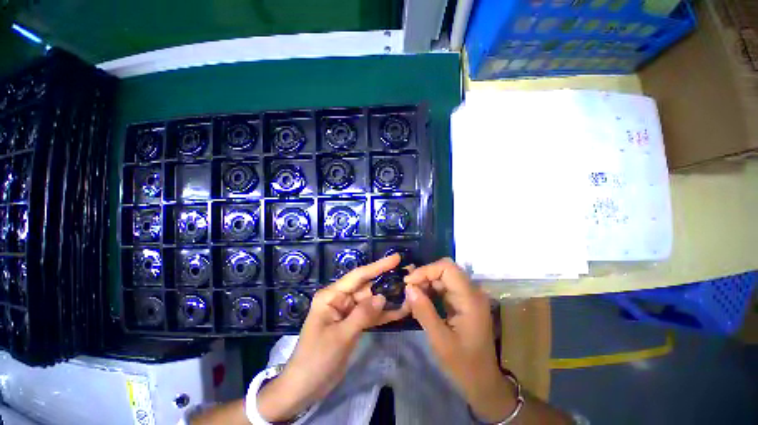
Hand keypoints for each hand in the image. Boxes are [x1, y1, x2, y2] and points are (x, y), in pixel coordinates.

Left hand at [258, 254, 409, 421]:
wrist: (304, 387)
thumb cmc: (316, 359)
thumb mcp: (340, 336)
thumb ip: (362, 314)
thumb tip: (382, 297)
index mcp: (332, 295)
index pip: (358, 276)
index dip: (378, 266)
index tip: (396, 258)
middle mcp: (341, 299)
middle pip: (367, 287)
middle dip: (387, 281)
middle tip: (409, 275)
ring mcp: (348, 311)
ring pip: (372, 301)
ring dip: (389, 298)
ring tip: (410, 291)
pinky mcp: (353, 323)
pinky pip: (371, 315)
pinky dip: (384, 314)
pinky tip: (401, 310)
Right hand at [404, 258, 516, 422]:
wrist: (482, 382)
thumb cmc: (463, 365)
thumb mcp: (440, 341)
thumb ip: (424, 311)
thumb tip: (408, 288)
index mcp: (470, 298)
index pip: (447, 267)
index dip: (426, 270)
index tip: (408, 283)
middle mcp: (471, 291)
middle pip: (444, 270)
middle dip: (423, 277)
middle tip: (408, 292)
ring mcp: (467, 296)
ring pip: (441, 278)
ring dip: (424, 285)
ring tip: (410, 300)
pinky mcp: (461, 302)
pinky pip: (443, 288)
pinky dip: (429, 292)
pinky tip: (419, 303)